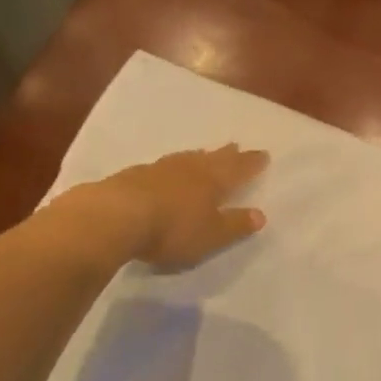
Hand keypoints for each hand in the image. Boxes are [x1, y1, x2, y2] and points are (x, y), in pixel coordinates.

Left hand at [77, 145, 269, 270]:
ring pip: (186, 158)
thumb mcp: (211, 235)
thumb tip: (260, 214)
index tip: (263, 154)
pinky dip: (172, 166)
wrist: (117, 216)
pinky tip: (166, 170)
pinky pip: (163, 166)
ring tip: (204, 153)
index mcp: (213, 181)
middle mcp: (190, 168)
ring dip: (198, 156)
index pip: (238, 169)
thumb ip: (235, 225)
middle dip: (227, 154)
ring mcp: (160, 168)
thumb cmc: (172, 229)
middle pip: (213, 158)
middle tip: (236, 146)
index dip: (251, 163)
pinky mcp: (135, 175)